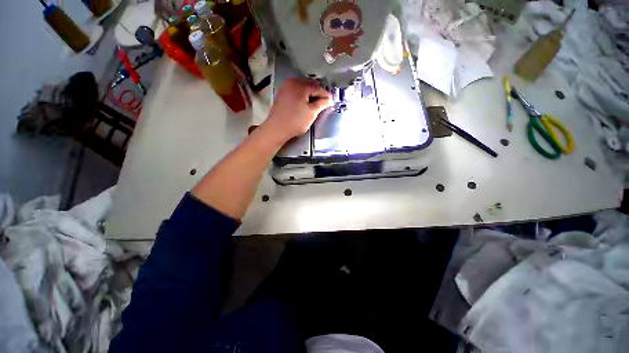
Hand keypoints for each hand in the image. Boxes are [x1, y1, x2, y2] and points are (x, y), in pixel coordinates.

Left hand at [262, 78, 332, 144]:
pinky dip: (302, 93)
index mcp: (300, 86)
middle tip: (324, 100)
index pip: (317, 87)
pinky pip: (295, 89)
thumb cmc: (295, 121)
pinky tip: (305, 101)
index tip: (331, 100)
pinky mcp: (282, 93)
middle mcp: (292, 82)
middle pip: (309, 84)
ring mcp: (285, 87)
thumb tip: (329, 99)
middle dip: (318, 91)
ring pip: (302, 86)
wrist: (277, 128)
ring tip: (316, 101)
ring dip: (310, 92)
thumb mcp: (311, 113)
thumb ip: (321, 104)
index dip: (326, 94)